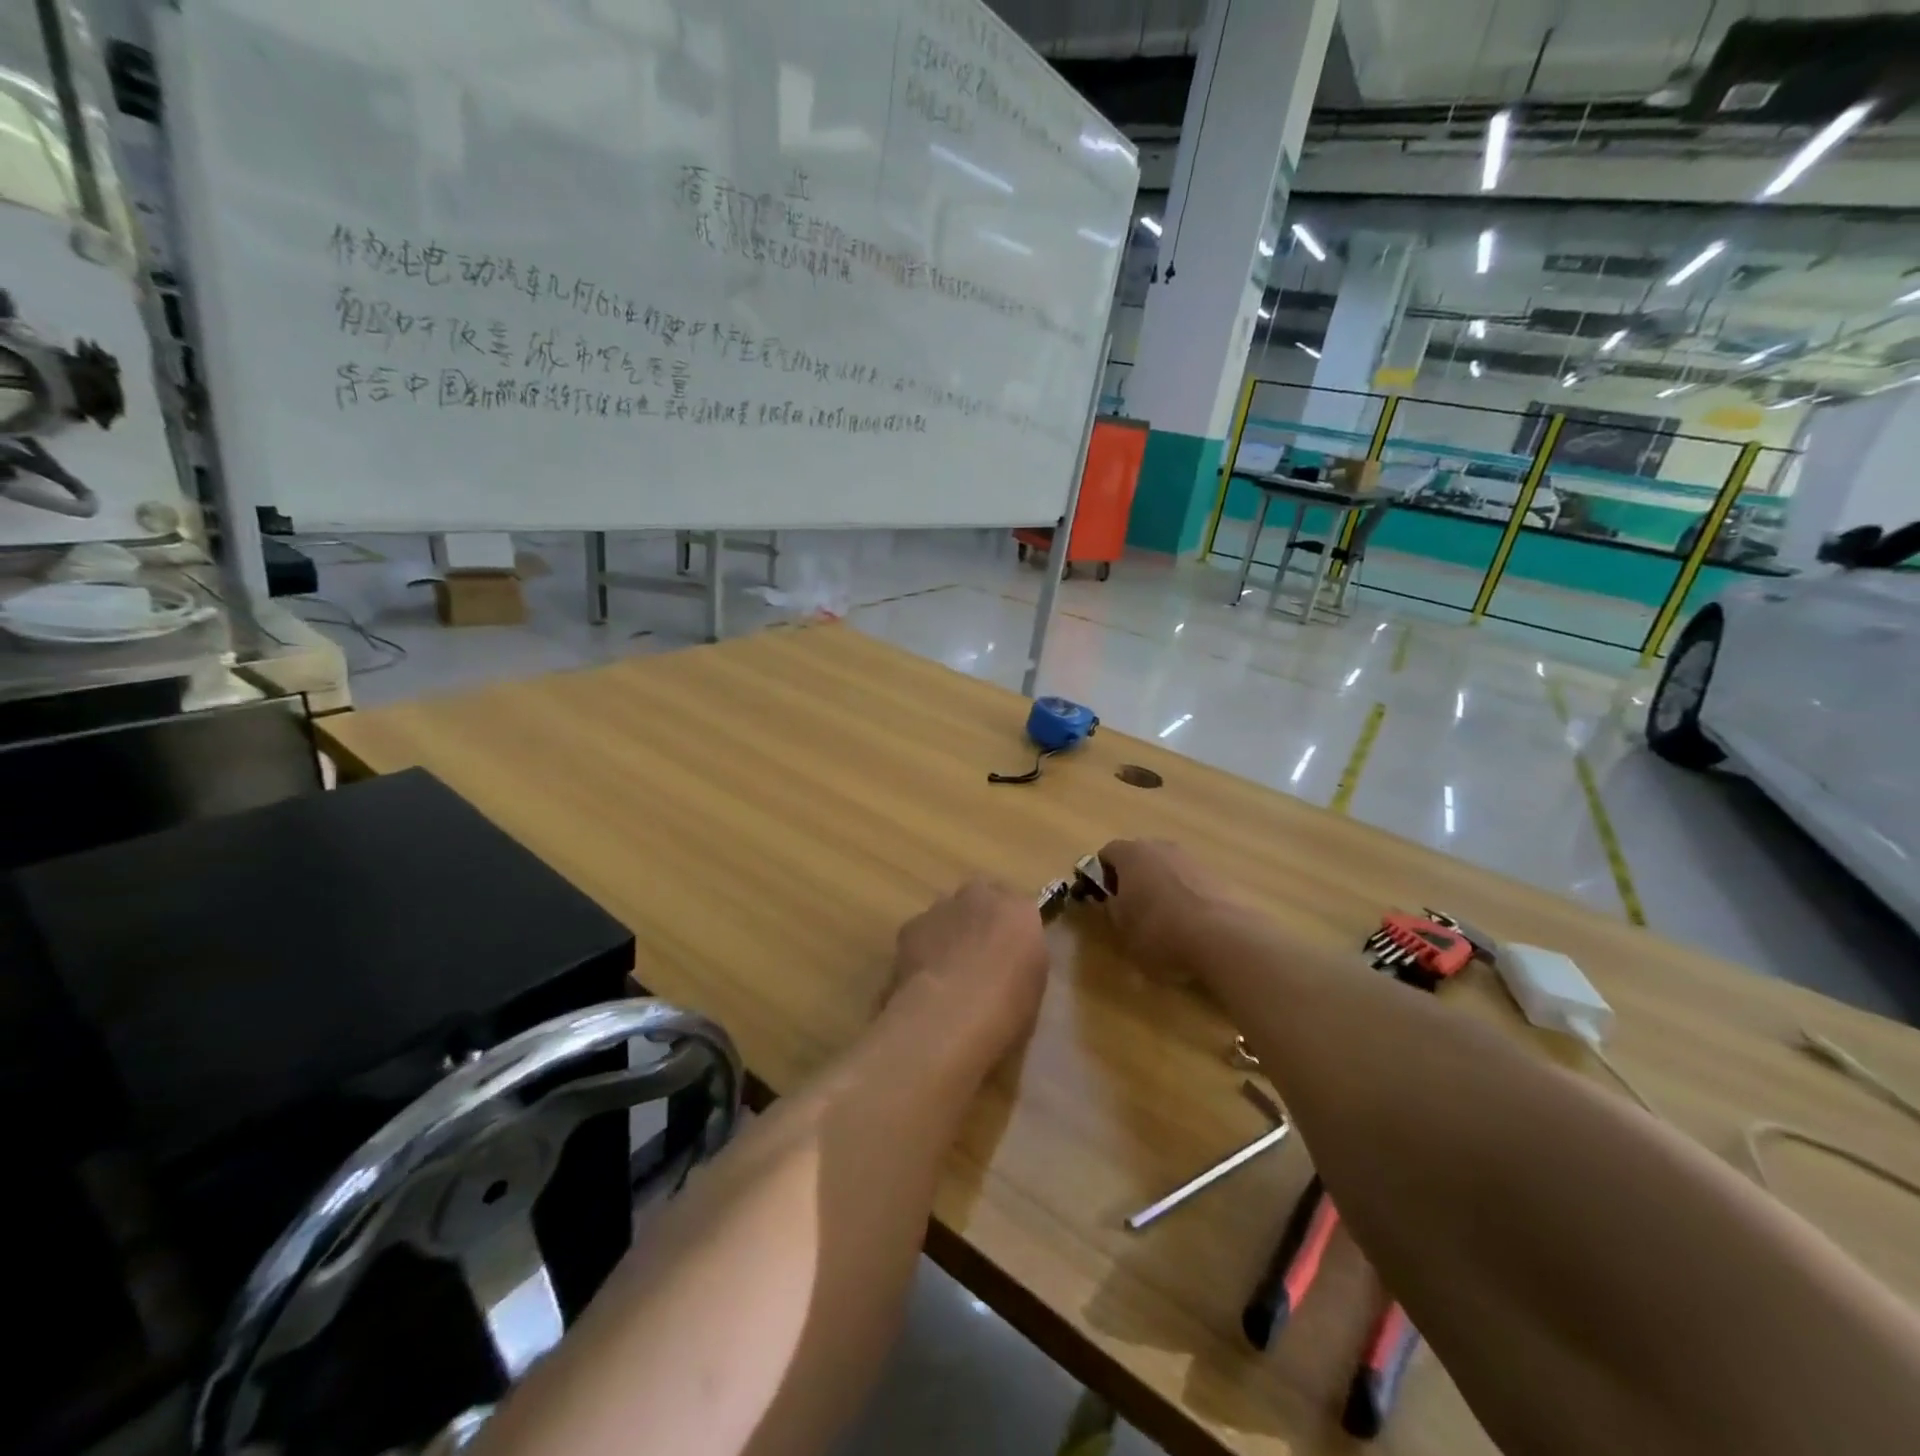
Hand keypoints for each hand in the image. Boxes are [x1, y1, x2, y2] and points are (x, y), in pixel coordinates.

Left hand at [885, 878, 1047, 1056]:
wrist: (948, 1017)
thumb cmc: (1005, 1012)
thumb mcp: (1033, 991)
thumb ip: (1022, 964)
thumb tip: (1009, 966)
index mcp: (1021, 913)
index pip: (1021, 910)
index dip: (1013, 931)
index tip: (1010, 954)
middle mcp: (982, 898)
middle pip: (982, 898)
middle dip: (981, 918)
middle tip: (980, 954)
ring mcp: (943, 908)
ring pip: (949, 911)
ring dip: (951, 930)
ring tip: (948, 968)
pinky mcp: (911, 926)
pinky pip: (922, 931)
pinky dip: (924, 947)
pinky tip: (924, 977)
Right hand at [1094, 839, 1234, 975]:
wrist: (1221, 937)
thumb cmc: (1158, 929)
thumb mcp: (1121, 926)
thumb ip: (1111, 907)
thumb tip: (1113, 900)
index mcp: (1131, 853)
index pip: (1106, 854)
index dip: (1102, 876)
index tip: (1106, 900)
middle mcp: (1160, 846)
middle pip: (1138, 857)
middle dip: (1133, 878)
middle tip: (1132, 909)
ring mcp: (1191, 858)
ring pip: (1166, 868)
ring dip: (1160, 887)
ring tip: (1163, 921)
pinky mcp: (1216, 875)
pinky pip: (1189, 882)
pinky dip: (1184, 896)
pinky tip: (1188, 924)